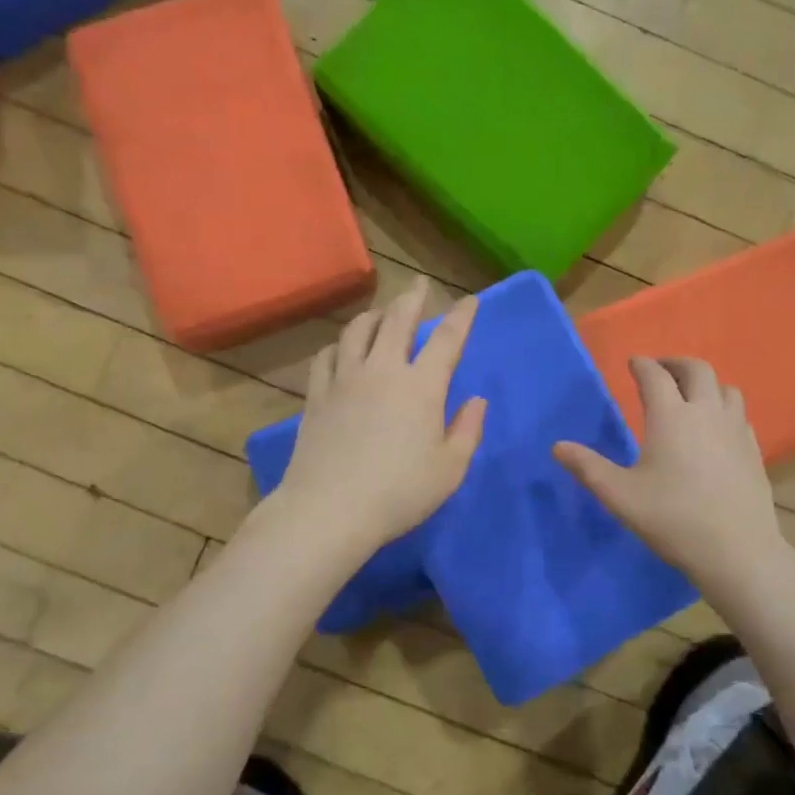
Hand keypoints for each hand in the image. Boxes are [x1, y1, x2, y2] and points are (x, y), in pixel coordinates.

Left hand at [269, 277, 486, 554]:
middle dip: (412, 299)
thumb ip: (468, 430)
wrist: (330, 509)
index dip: (461, 316)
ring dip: (374, 315)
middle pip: (397, 321)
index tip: (470, 300)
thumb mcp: (450, 469)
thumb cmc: (399, 493)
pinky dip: (339, 344)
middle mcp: (383, 370)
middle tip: (419, 286)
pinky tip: (342, 349)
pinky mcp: (317, 395)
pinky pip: (327, 356)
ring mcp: (345, 379)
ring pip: (358, 330)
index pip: (447, 339)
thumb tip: (476, 399)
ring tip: (382, 312)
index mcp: (422, 386)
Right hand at [554, 357, 781, 585]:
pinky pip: (739, 414)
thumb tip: (558, 447)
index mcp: (671, 416)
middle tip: (660, 370)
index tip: (633, 363)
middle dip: (675, 363)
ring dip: (705, 383)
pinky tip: (716, 428)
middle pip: (697, 369)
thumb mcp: (620, 495)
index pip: (655, 376)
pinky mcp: (753, 450)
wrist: (737, 550)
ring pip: (726, 388)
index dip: (642, 365)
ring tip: (690, 395)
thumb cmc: (672, 519)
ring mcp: (735, 430)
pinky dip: (723, 407)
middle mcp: (706, 412)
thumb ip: (588, 468)